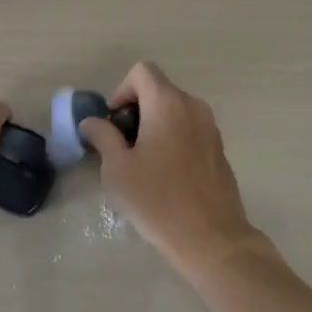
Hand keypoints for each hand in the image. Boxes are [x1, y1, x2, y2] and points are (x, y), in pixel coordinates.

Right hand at [81, 62, 260, 274]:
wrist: (213, 240)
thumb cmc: (158, 201)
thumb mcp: (118, 170)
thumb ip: (103, 137)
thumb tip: (92, 122)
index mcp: (167, 103)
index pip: (142, 71)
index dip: (122, 91)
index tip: (115, 124)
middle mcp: (192, 106)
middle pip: (158, 89)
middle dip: (136, 109)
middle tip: (123, 145)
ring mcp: (210, 127)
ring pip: (175, 109)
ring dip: (155, 124)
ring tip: (143, 161)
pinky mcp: (219, 148)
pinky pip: (190, 128)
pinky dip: (173, 137)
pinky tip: (166, 174)